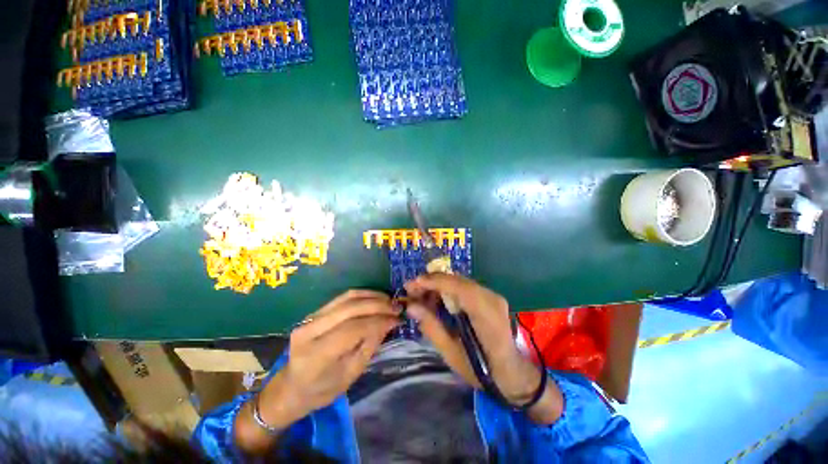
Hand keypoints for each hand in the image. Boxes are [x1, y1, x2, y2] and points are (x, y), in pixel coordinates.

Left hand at [234, 290, 398, 453]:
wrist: (291, 386)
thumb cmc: (322, 390)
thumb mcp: (351, 374)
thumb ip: (370, 345)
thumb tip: (389, 321)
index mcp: (316, 355)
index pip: (353, 329)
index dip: (378, 321)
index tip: (397, 318)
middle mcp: (310, 331)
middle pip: (350, 308)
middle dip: (378, 305)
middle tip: (397, 307)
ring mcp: (310, 318)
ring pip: (347, 298)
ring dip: (372, 296)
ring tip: (389, 301)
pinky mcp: (315, 311)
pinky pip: (342, 297)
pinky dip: (363, 295)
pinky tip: (376, 298)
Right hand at [405, 274, 562, 423]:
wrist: (512, 372)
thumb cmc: (483, 371)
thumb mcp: (452, 354)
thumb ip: (432, 327)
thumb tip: (411, 306)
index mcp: (487, 315)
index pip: (459, 288)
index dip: (435, 282)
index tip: (413, 284)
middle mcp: (492, 299)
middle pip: (458, 280)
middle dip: (432, 282)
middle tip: (411, 290)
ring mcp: (493, 296)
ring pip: (459, 281)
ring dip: (438, 285)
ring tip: (420, 295)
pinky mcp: (489, 297)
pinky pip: (464, 287)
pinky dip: (447, 289)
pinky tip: (435, 298)